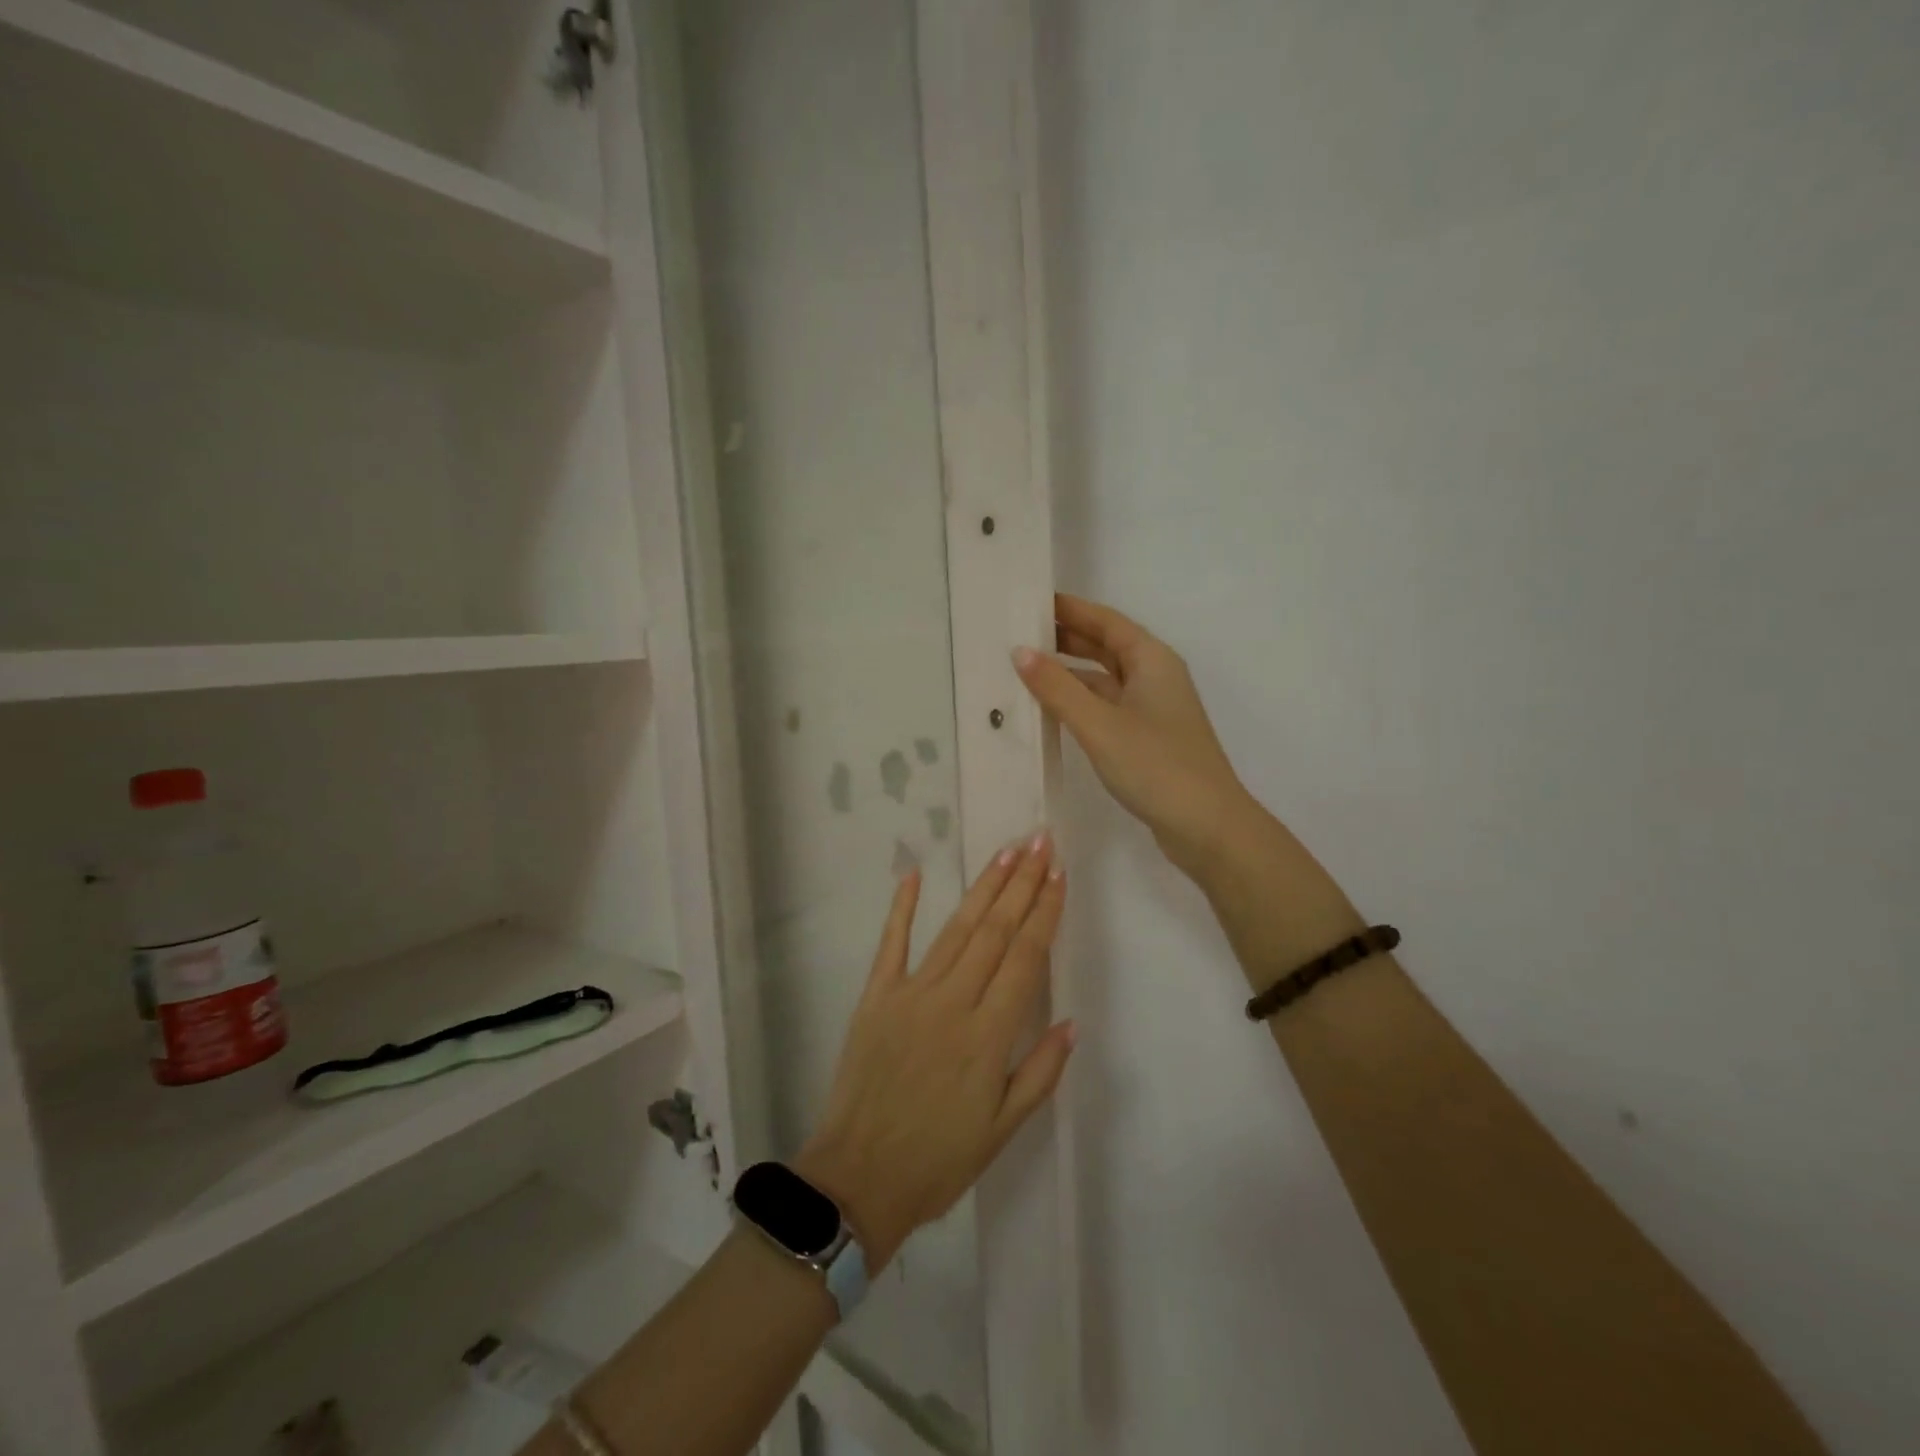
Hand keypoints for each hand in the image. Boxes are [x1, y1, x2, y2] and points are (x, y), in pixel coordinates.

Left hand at [795, 835, 1072, 1268]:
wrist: (857, 1181)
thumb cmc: (939, 1162)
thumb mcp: (1002, 1131)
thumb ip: (1040, 1072)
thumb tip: (1070, 1021)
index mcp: (988, 1035)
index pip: (1025, 958)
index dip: (1045, 912)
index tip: (1059, 874)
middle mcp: (952, 1002)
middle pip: (994, 931)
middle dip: (1021, 883)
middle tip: (1039, 841)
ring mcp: (910, 994)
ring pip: (955, 930)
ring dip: (983, 888)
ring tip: (1005, 852)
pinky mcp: (876, 997)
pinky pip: (891, 944)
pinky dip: (903, 908)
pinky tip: (915, 874)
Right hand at [1015, 593, 1253, 879]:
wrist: (1207, 827)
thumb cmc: (1155, 766)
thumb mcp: (1099, 724)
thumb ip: (1058, 688)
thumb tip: (1021, 651)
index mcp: (1151, 660)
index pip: (1105, 621)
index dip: (1069, 609)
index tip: (1031, 601)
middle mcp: (1154, 677)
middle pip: (1106, 646)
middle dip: (1066, 638)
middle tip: (1019, 633)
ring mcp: (1152, 709)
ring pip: (1104, 679)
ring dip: (1069, 673)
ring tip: (1025, 669)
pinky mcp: (1146, 738)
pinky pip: (1106, 707)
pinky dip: (1079, 703)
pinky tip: (1051, 710)